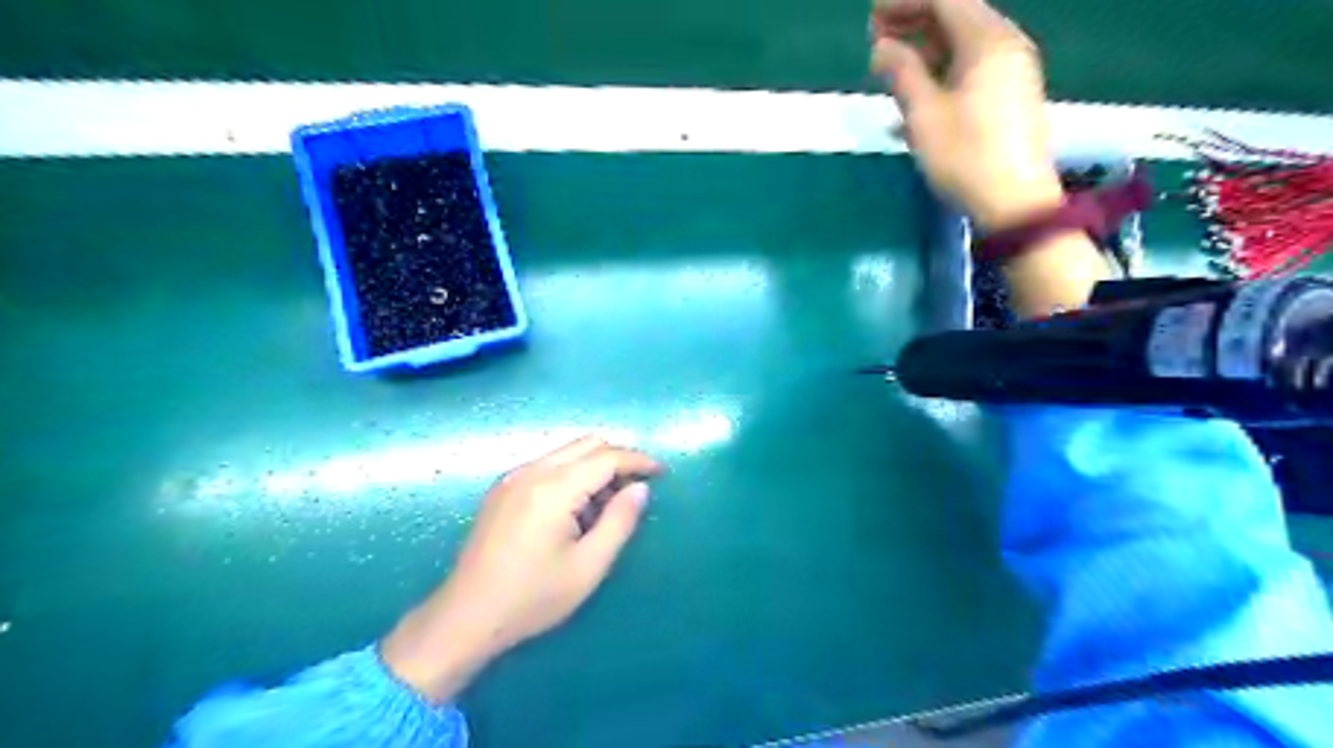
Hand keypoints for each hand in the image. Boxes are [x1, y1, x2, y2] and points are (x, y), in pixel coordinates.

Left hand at [380, 435, 658, 704]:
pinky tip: (577, 507)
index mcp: (553, 488)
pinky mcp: (502, 488)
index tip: (661, 472)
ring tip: (609, 502)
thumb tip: (640, 489)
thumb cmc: (532, 598)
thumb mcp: (588, 567)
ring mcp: (513, 477)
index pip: (606, 457)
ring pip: (567, 451)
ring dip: (595, 465)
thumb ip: (619, 522)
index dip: (638, 460)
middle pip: (587, 444)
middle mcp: (531, 471)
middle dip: (618, 457)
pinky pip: (548, 464)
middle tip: (638, 486)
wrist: (465, 617)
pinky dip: (572, 472)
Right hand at [877, 0, 1063, 231]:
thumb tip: (882, 46)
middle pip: (957, 14)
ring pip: (963, 40)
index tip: (872, 15)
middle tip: (874, 35)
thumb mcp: (924, 115)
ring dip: (925, 44)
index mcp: (987, 41)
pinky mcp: (1009, 92)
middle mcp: (1005, 43)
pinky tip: (916, 84)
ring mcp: (1011, 68)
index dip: (906, 1)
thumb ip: (902, 73)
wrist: (1013, 201)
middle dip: (914, 18)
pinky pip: (971, 62)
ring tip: (889, 61)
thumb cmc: (965, 157)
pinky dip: (941, 64)